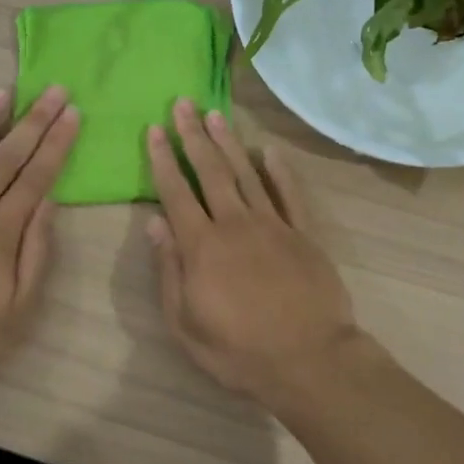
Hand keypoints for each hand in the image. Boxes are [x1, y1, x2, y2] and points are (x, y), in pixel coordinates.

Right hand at [146, 100, 358, 403]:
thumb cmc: (238, 351)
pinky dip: (280, 170)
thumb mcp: (186, 323)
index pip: (176, 192)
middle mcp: (236, 224)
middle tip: (183, 103)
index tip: (154, 129)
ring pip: (247, 173)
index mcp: (203, 246)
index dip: (163, 159)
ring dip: (229, 142)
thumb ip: (169, 270)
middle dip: (193, 135)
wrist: (308, 360)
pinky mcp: (304, 234)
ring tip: (215, 114)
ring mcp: (274, 225)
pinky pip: (290, 194)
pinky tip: (269, 150)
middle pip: (211, 171)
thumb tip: (154, 223)